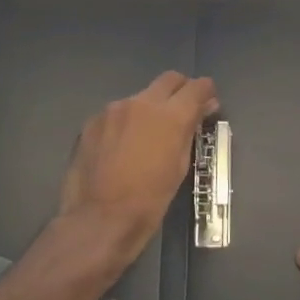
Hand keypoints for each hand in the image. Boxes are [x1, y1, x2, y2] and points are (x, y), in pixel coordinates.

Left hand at [58, 71, 218, 269]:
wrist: (98, 220)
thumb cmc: (150, 201)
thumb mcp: (180, 167)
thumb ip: (190, 131)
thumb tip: (202, 110)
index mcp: (170, 116)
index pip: (197, 87)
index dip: (206, 92)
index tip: (207, 104)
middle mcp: (142, 103)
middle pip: (169, 79)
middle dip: (180, 91)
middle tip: (182, 113)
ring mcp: (113, 110)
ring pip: (141, 97)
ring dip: (150, 109)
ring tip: (147, 137)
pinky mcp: (92, 122)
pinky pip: (117, 113)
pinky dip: (126, 123)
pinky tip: (121, 148)